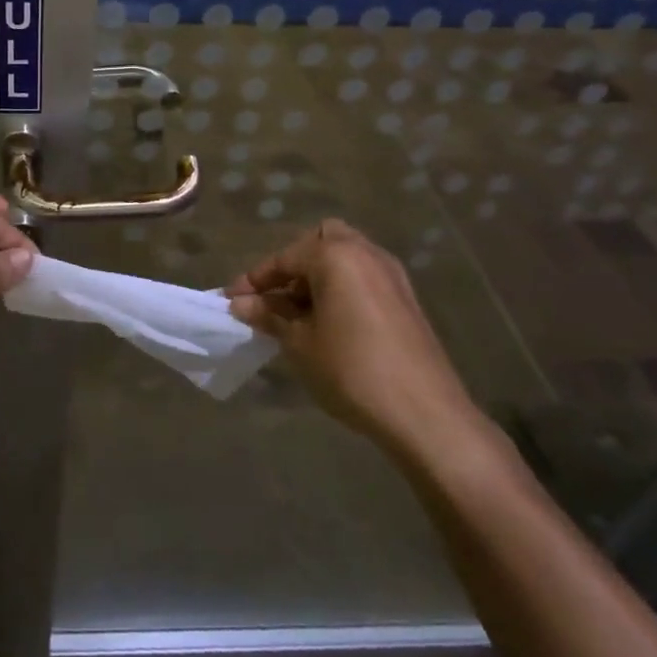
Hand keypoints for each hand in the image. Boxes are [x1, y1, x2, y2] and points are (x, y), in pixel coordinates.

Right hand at [226, 219, 485, 458]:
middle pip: (320, 241)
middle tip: (275, 297)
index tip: (231, 299)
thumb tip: (239, 303)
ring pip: (345, 257)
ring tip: (298, 313)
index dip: (254, 280)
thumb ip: (269, 316)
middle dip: (294, 264)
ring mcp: (391, 274)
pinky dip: (341, 287)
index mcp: (335, 255)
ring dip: (318, 276)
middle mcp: (365, 252)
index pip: (284, 258)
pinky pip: (363, 277)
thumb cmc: (351, 371)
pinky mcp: (406, 299)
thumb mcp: (299, 343)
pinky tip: (329, 322)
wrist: (425, 414)